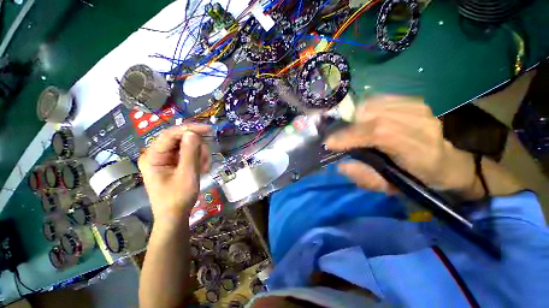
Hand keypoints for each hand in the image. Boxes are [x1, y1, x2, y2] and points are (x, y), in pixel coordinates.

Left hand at [138, 124, 211, 222]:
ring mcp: (166, 158)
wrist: (175, 215)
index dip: (190, 129)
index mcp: (153, 156)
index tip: (208, 129)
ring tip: (203, 169)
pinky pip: (189, 154)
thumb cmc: (178, 198)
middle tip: (205, 161)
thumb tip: (193, 133)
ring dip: (200, 156)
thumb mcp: (187, 175)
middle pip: (181, 139)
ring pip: (188, 146)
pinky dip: (198, 160)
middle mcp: (157, 154)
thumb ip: (189, 153)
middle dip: (197, 148)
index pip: (170, 134)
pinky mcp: (174, 162)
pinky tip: (201, 170)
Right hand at [325, 96, 484, 199]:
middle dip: (349, 126)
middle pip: (374, 114)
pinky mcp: (414, 100)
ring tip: (352, 129)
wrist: (448, 162)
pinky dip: (365, 108)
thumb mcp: (390, 187)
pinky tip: (365, 119)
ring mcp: (419, 107)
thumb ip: (365, 177)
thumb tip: (341, 164)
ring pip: (374, 104)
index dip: (350, 136)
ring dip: (355, 116)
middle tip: (339, 137)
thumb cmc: (418, 178)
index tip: (329, 143)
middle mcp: (421, 123)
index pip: (380, 133)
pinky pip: (380, 99)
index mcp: (419, 151)